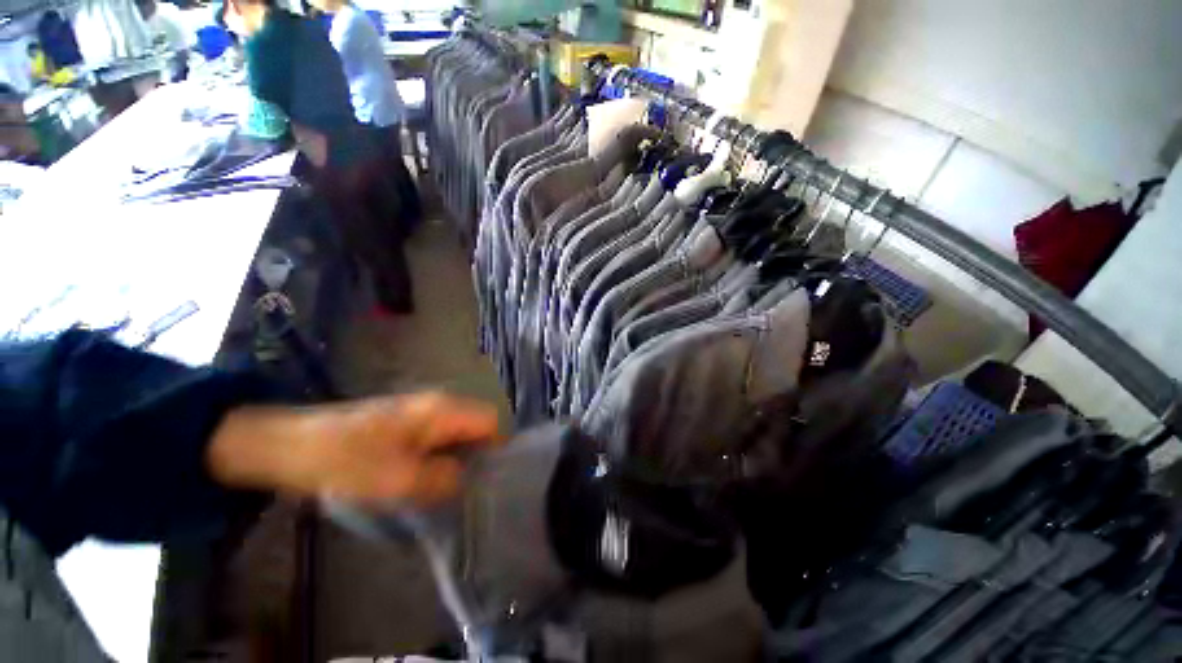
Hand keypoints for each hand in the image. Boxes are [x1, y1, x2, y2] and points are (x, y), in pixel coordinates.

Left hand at [209, 392, 499, 506]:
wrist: (290, 445)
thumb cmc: (344, 459)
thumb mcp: (396, 479)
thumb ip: (443, 480)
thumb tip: (468, 481)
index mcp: (444, 410)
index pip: (493, 422)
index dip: (498, 450)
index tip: (489, 483)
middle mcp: (441, 404)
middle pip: (479, 428)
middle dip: (478, 458)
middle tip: (467, 492)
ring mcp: (425, 411)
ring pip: (460, 436)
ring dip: (459, 461)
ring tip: (448, 491)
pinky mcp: (409, 422)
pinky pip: (441, 439)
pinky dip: (442, 459)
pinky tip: (426, 480)